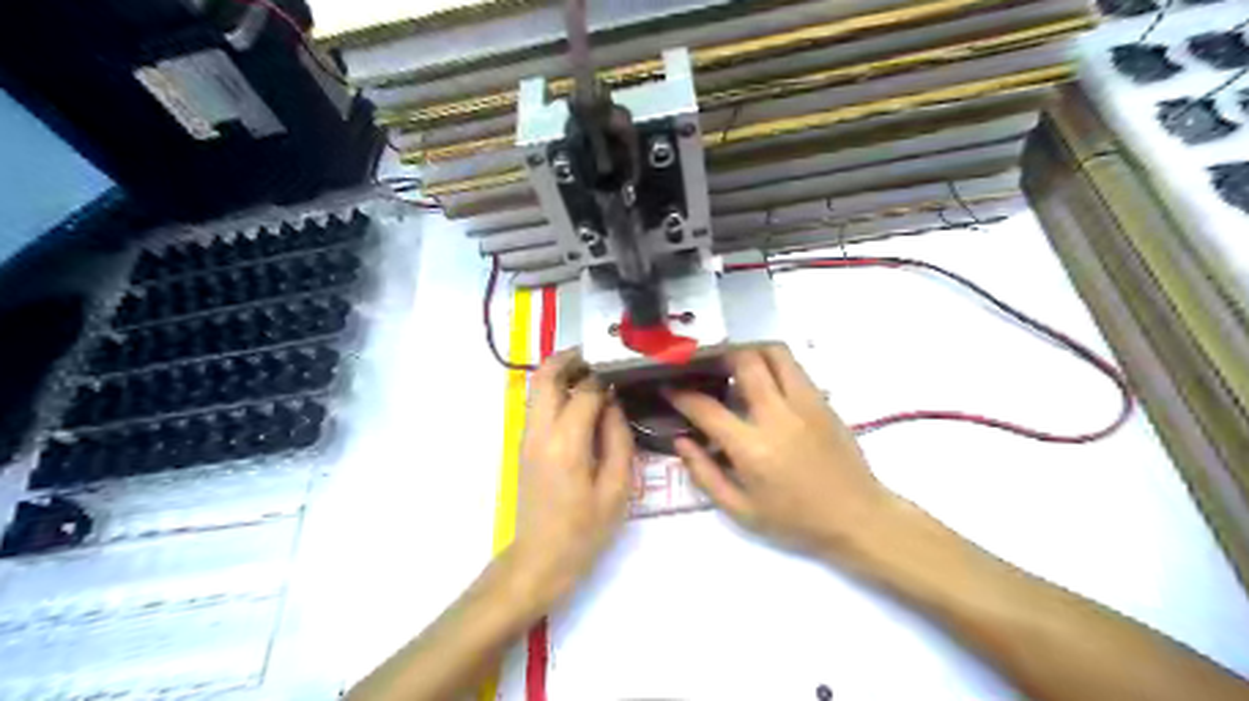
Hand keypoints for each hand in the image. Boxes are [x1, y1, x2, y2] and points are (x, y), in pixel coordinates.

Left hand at [511, 351, 638, 607]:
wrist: (538, 560)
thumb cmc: (584, 531)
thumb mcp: (617, 489)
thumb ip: (618, 439)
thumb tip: (615, 404)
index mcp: (566, 443)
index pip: (585, 391)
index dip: (606, 376)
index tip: (625, 368)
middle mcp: (540, 431)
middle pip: (546, 376)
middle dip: (571, 358)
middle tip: (600, 357)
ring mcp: (527, 437)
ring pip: (537, 387)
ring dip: (560, 371)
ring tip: (592, 373)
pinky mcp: (525, 445)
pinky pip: (538, 404)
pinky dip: (555, 390)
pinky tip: (580, 399)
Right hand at [664, 343, 896, 556]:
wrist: (857, 517)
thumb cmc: (795, 520)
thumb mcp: (741, 510)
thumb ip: (705, 474)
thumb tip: (681, 440)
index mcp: (752, 448)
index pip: (707, 408)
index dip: (681, 395)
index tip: (669, 388)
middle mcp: (778, 416)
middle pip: (745, 362)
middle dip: (718, 357)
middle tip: (704, 365)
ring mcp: (805, 403)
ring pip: (774, 353)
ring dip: (749, 352)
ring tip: (734, 364)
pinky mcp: (822, 400)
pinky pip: (794, 367)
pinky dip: (772, 363)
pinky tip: (764, 380)